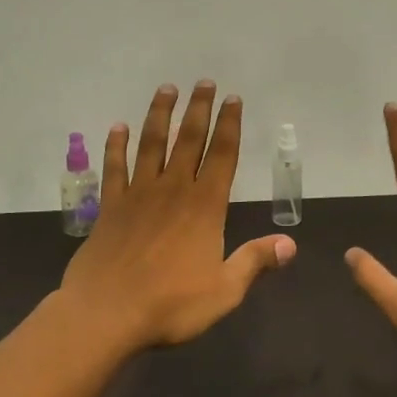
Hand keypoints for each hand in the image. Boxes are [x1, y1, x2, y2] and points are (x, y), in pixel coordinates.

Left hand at [61, 81, 295, 350]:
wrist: (106, 314)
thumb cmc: (170, 305)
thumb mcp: (224, 290)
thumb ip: (255, 262)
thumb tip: (290, 244)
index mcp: (205, 207)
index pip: (222, 155)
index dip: (229, 125)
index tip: (233, 99)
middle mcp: (173, 190)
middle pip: (188, 140)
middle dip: (199, 109)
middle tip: (203, 82)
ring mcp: (138, 195)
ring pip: (151, 144)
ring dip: (159, 115)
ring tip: (166, 89)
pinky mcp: (110, 206)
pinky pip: (114, 168)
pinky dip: (115, 146)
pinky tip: (117, 128)